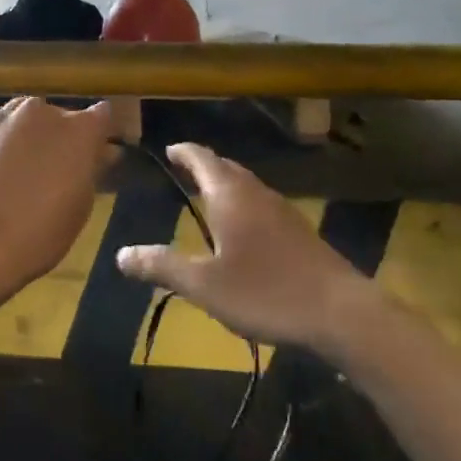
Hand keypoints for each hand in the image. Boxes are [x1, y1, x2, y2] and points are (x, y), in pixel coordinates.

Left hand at [0, 61, 113, 304]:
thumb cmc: (41, 232)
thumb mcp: (80, 206)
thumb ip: (88, 170)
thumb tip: (99, 151)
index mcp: (79, 129)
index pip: (100, 118)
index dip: (99, 137)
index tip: (98, 156)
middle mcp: (41, 111)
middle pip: (56, 118)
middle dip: (56, 140)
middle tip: (52, 175)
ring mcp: (0, 119)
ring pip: (18, 117)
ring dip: (20, 134)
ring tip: (15, 166)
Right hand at [116, 144, 367, 351]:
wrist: (340, 312)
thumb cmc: (265, 292)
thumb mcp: (204, 285)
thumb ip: (162, 267)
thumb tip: (120, 254)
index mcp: (230, 196)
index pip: (202, 158)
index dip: (184, 152)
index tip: (169, 149)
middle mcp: (256, 193)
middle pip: (227, 167)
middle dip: (204, 165)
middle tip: (184, 170)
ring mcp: (283, 210)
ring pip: (247, 185)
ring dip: (226, 184)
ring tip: (209, 197)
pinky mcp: (300, 231)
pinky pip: (262, 204)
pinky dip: (244, 203)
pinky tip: (244, 230)